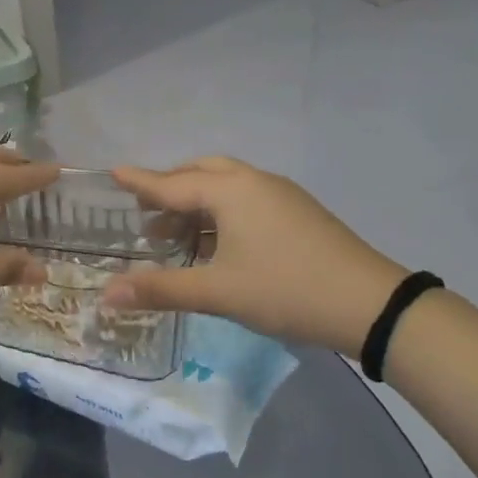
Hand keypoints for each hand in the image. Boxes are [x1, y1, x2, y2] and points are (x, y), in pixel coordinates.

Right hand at [100, 158, 408, 355]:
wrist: (370, 305)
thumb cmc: (285, 290)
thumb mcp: (218, 292)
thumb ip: (161, 289)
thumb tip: (106, 294)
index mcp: (231, 191)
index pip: (172, 183)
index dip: (140, 182)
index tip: (113, 172)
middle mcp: (254, 182)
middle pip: (201, 172)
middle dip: (170, 187)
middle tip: (145, 211)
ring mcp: (281, 196)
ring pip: (227, 185)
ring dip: (197, 201)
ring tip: (174, 232)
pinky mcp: (298, 213)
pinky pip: (247, 199)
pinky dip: (221, 211)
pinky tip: (216, 243)